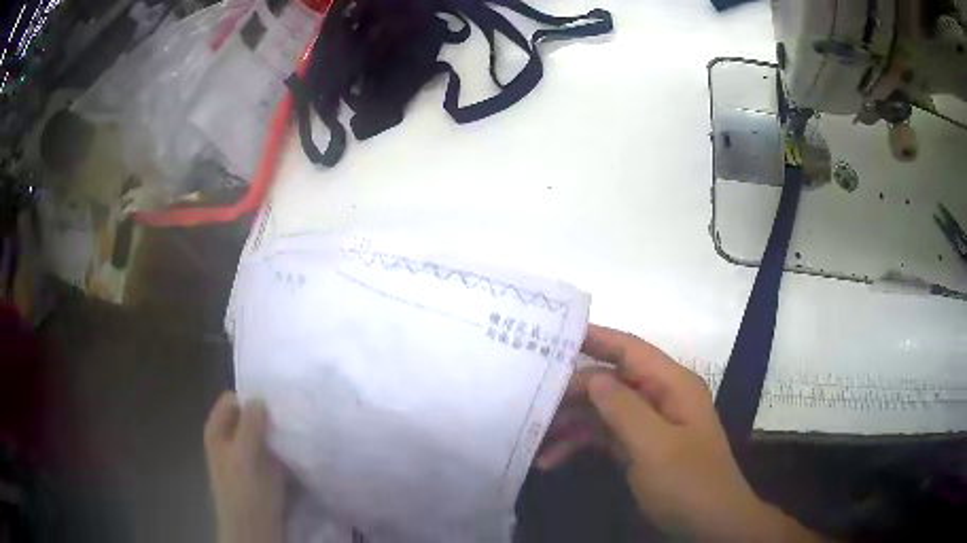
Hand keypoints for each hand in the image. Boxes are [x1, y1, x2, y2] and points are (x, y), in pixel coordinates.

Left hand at [204, 392, 286, 542]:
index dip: (253, 398)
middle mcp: (228, 440)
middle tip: (291, 418)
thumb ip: (251, 423)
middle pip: (248, 416)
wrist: (255, 531)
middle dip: (268, 416)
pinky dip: (282, 450)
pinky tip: (296, 453)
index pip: (233, 399)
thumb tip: (259, 397)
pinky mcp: (259, 473)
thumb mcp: (246, 454)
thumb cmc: (246, 491)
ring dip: (277, 434)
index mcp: (217, 430)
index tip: (277, 402)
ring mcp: (243, 458)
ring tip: (296, 434)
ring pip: (261, 435)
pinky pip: (270, 452)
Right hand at [538, 325, 820, 540]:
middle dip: (572, 391)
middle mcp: (660, 397)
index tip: (553, 333)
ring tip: (532, 435)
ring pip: (602, 411)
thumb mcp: (655, 447)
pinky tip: (551, 459)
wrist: (709, 523)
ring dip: (570, 423)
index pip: (630, 350)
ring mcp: (648, 424)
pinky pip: (603, 436)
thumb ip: (623, 409)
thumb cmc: (689, 482)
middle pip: (610, 381)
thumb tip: (592, 377)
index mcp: (672, 385)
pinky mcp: (639, 447)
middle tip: (529, 399)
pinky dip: (579, 445)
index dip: (595, 337)